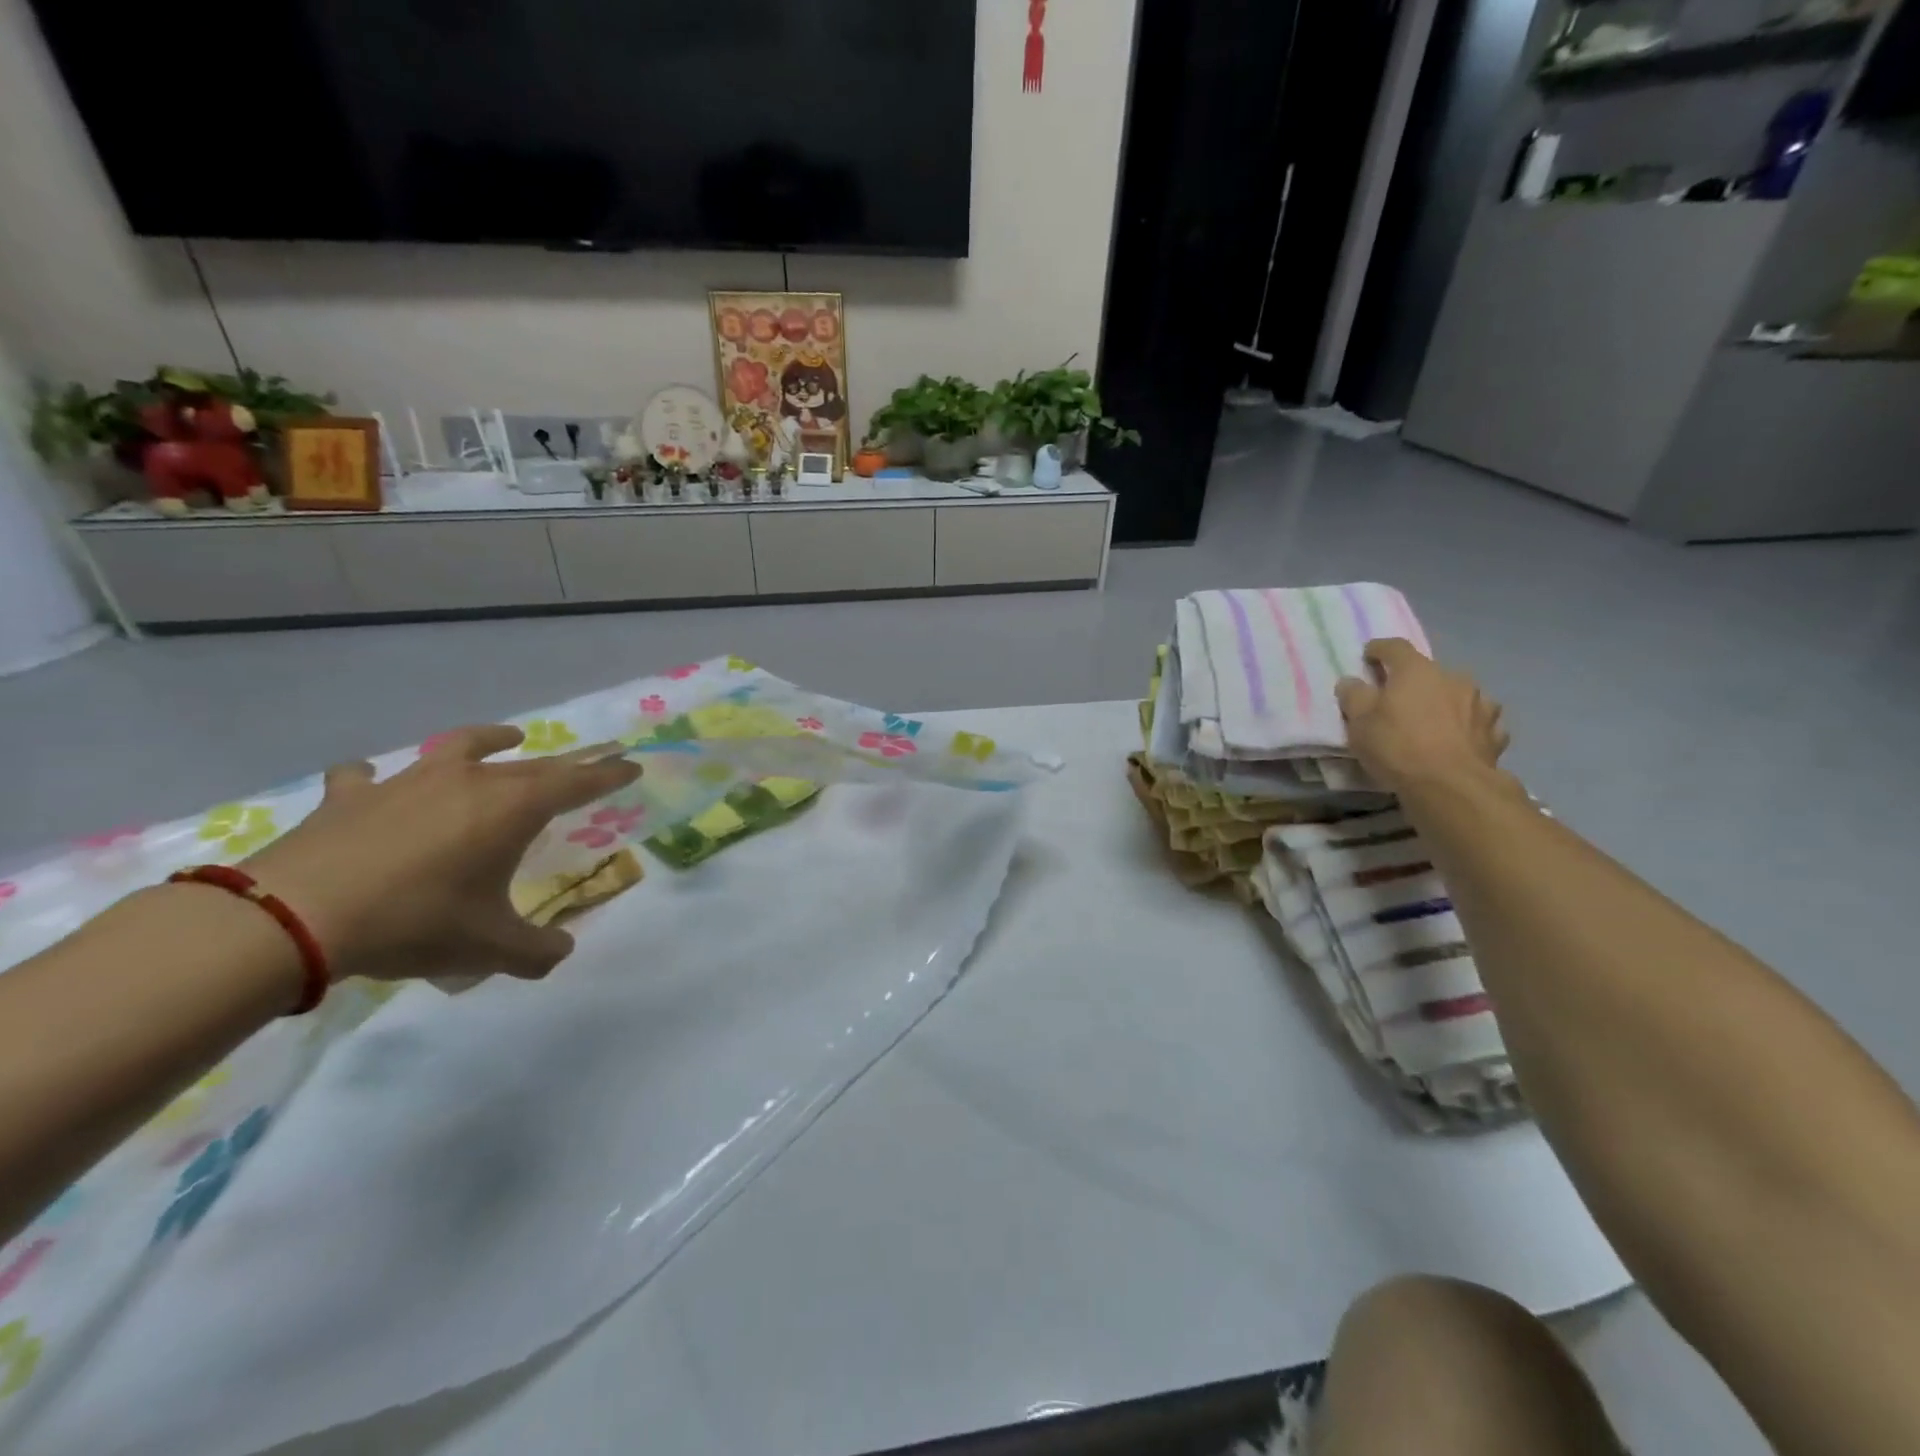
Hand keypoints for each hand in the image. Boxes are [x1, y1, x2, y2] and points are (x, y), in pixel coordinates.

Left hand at [240, 727, 639, 984]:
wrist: (295, 918)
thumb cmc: (415, 922)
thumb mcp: (489, 948)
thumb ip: (537, 952)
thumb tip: (561, 952)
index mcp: (512, 808)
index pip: (577, 782)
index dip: (608, 774)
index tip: (632, 765)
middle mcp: (469, 781)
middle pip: (530, 764)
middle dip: (563, 765)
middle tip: (582, 766)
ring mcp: (408, 782)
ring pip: (460, 748)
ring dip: (489, 740)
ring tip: (507, 738)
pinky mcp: (352, 795)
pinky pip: (368, 777)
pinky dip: (377, 779)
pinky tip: (373, 783)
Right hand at [1335, 639, 1510, 794]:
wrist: (1451, 786)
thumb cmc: (1397, 746)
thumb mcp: (1359, 722)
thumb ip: (1353, 696)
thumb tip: (1351, 681)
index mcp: (1416, 670)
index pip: (1395, 647)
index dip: (1379, 650)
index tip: (1368, 656)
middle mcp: (1453, 678)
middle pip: (1429, 673)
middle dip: (1413, 682)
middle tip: (1398, 700)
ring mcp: (1480, 704)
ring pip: (1458, 695)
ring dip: (1445, 703)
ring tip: (1432, 722)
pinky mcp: (1495, 733)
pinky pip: (1478, 722)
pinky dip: (1467, 727)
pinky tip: (1459, 740)